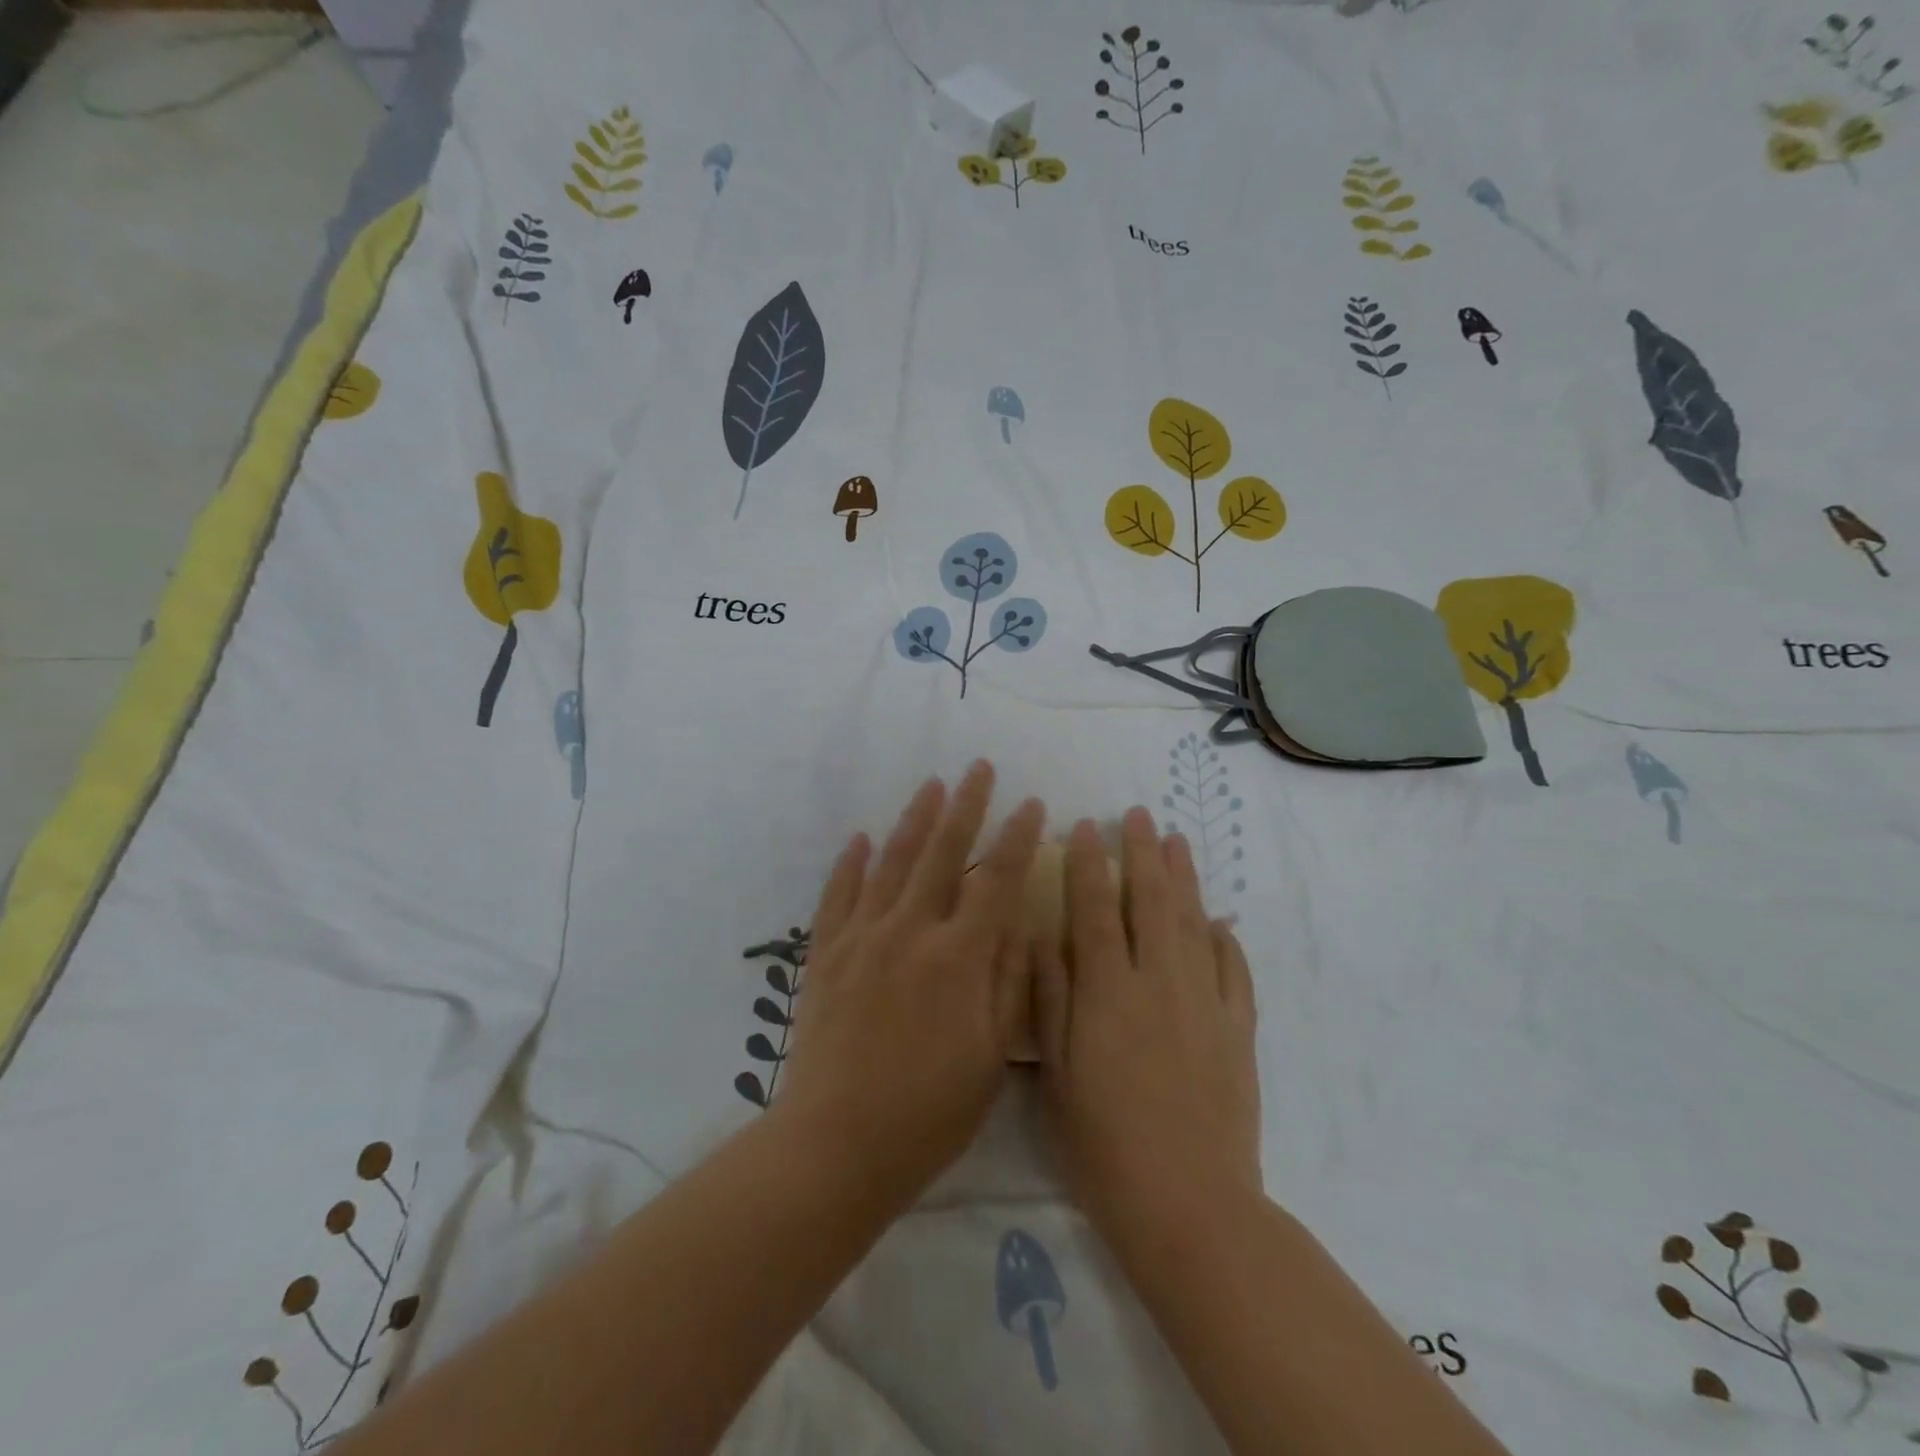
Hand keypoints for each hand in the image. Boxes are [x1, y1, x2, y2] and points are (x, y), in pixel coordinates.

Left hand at [774, 761, 1045, 1212]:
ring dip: (914, 819)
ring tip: (932, 785)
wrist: (836, 1144)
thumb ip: (1009, 980)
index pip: (997, 879)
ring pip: (891, 861)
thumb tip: (1018, 921)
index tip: (1033, 804)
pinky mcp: (826, 954)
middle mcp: (910, 931)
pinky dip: (850, 864)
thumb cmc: (929, 1110)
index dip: (1018, 837)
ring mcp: (862, 937)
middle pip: (942, 852)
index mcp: (958, 956)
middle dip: (965, 805)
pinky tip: (860, 838)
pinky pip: (838, 895)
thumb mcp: (992, 1055)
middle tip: (978, 768)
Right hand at [1034, 808, 1261, 1248]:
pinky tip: (1220, 920)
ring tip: (1178, 842)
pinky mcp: (1239, 1032)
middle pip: (1152, 902)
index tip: (1086, 827)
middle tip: (1139, 814)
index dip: (1089, 864)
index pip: (1094, 909)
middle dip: (1143, 853)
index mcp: (1108, 991)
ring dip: (1185, 878)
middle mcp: (1160, 982)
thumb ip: (1049, 999)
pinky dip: (1227, 939)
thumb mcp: (1057, 1073)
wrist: (1190, 1206)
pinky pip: (1235, 970)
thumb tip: (1043, 937)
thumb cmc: (1104, 1144)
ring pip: (1195, 923)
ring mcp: (1206, 1004)